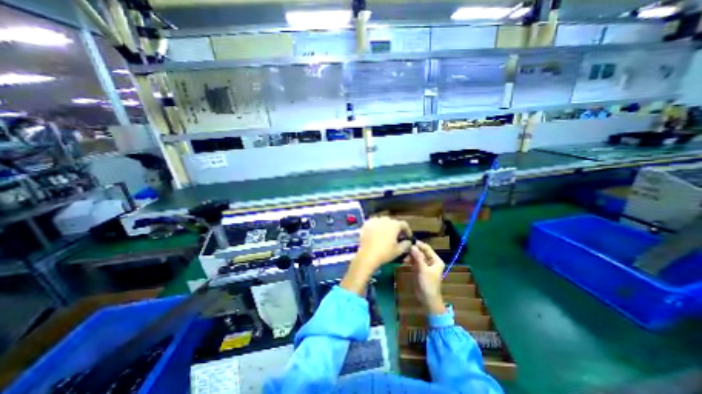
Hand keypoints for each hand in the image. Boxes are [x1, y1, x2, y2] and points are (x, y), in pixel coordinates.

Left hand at [341, 219, 412, 295]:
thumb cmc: (385, 253)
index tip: (407, 237)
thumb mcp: (399, 250)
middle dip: (396, 228)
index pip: (404, 224)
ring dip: (385, 226)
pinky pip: (373, 223)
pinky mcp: (366, 224)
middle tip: (396, 236)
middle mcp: (385, 219)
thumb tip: (408, 241)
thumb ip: (406, 244)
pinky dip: (376, 227)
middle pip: (393, 222)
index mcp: (394, 224)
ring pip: (382, 221)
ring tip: (385, 235)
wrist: (367, 255)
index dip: (407, 230)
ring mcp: (374, 220)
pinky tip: (376, 234)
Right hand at [407, 241, 442, 313]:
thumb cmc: (428, 284)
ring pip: (416, 256)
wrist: (427, 299)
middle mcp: (431, 261)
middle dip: (413, 251)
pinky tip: (404, 261)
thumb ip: (418, 257)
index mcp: (436, 260)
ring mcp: (424, 265)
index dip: (419, 244)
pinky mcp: (419, 270)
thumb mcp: (423, 270)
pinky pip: (414, 262)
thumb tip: (412, 246)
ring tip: (404, 258)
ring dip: (410, 256)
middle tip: (404, 249)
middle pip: (421, 252)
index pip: (427, 248)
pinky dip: (409, 261)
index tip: (410, 240)